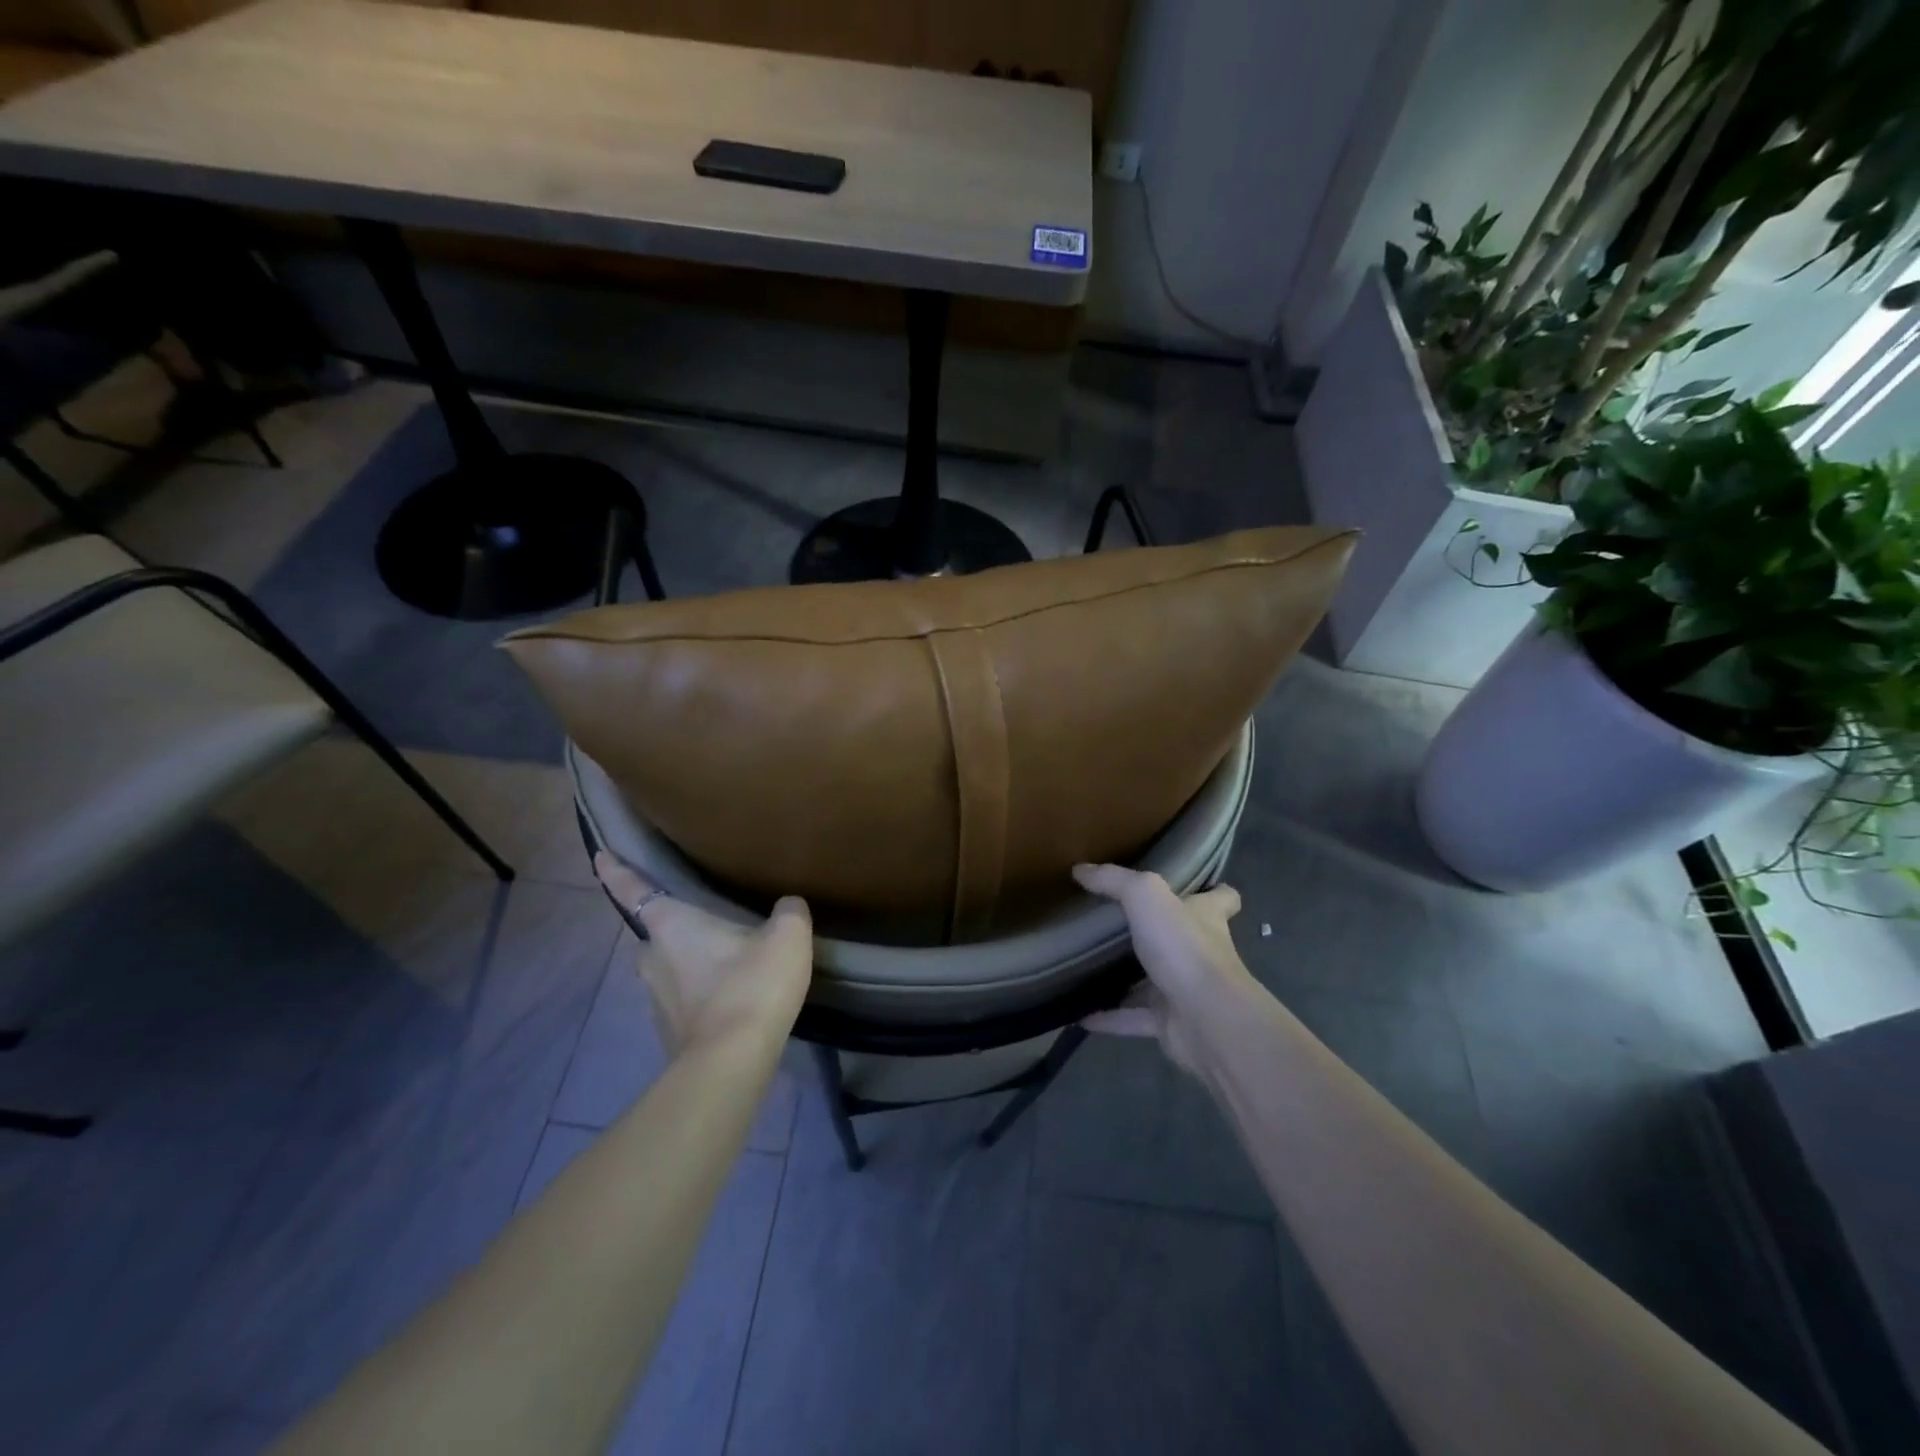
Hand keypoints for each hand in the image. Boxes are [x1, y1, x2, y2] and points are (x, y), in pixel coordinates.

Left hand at [593, 851, 812, 1054]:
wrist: (733, 1061)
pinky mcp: (668, 1034)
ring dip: (689, 966)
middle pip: (654, 935)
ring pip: (668, 971)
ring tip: (727, 967)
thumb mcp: (787, 936)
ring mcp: (656, 1000)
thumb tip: (787, 906)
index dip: (615, 870)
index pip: (634, 889)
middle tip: (705, 926)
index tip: (599, 855)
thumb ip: (788, 912)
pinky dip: (700, 998)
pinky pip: (682, 1003)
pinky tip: (731, 1002)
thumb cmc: (752, 984)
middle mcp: (652, 959)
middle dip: (673, 930)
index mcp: (671, 925)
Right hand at [1073, 863, 1248, 1076]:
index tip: (1194, 885)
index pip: (1222, 899)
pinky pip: (1132, 1018)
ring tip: (1088, 967)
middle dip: (1155, 933)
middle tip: (1114, 923)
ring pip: (1153, 982)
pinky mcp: (1170, 1023)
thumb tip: (1080, 869)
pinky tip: (1078, 1014)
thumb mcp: (1145, 896)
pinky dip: (1108, 1018)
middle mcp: (1200, 952)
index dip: (1213, 891)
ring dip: (1126, 979)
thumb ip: (1114, 880)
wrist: (1207, 1019)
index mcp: (1205, 918)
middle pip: (1181, 938)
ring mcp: (1186, 990)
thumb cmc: (1184, 947)